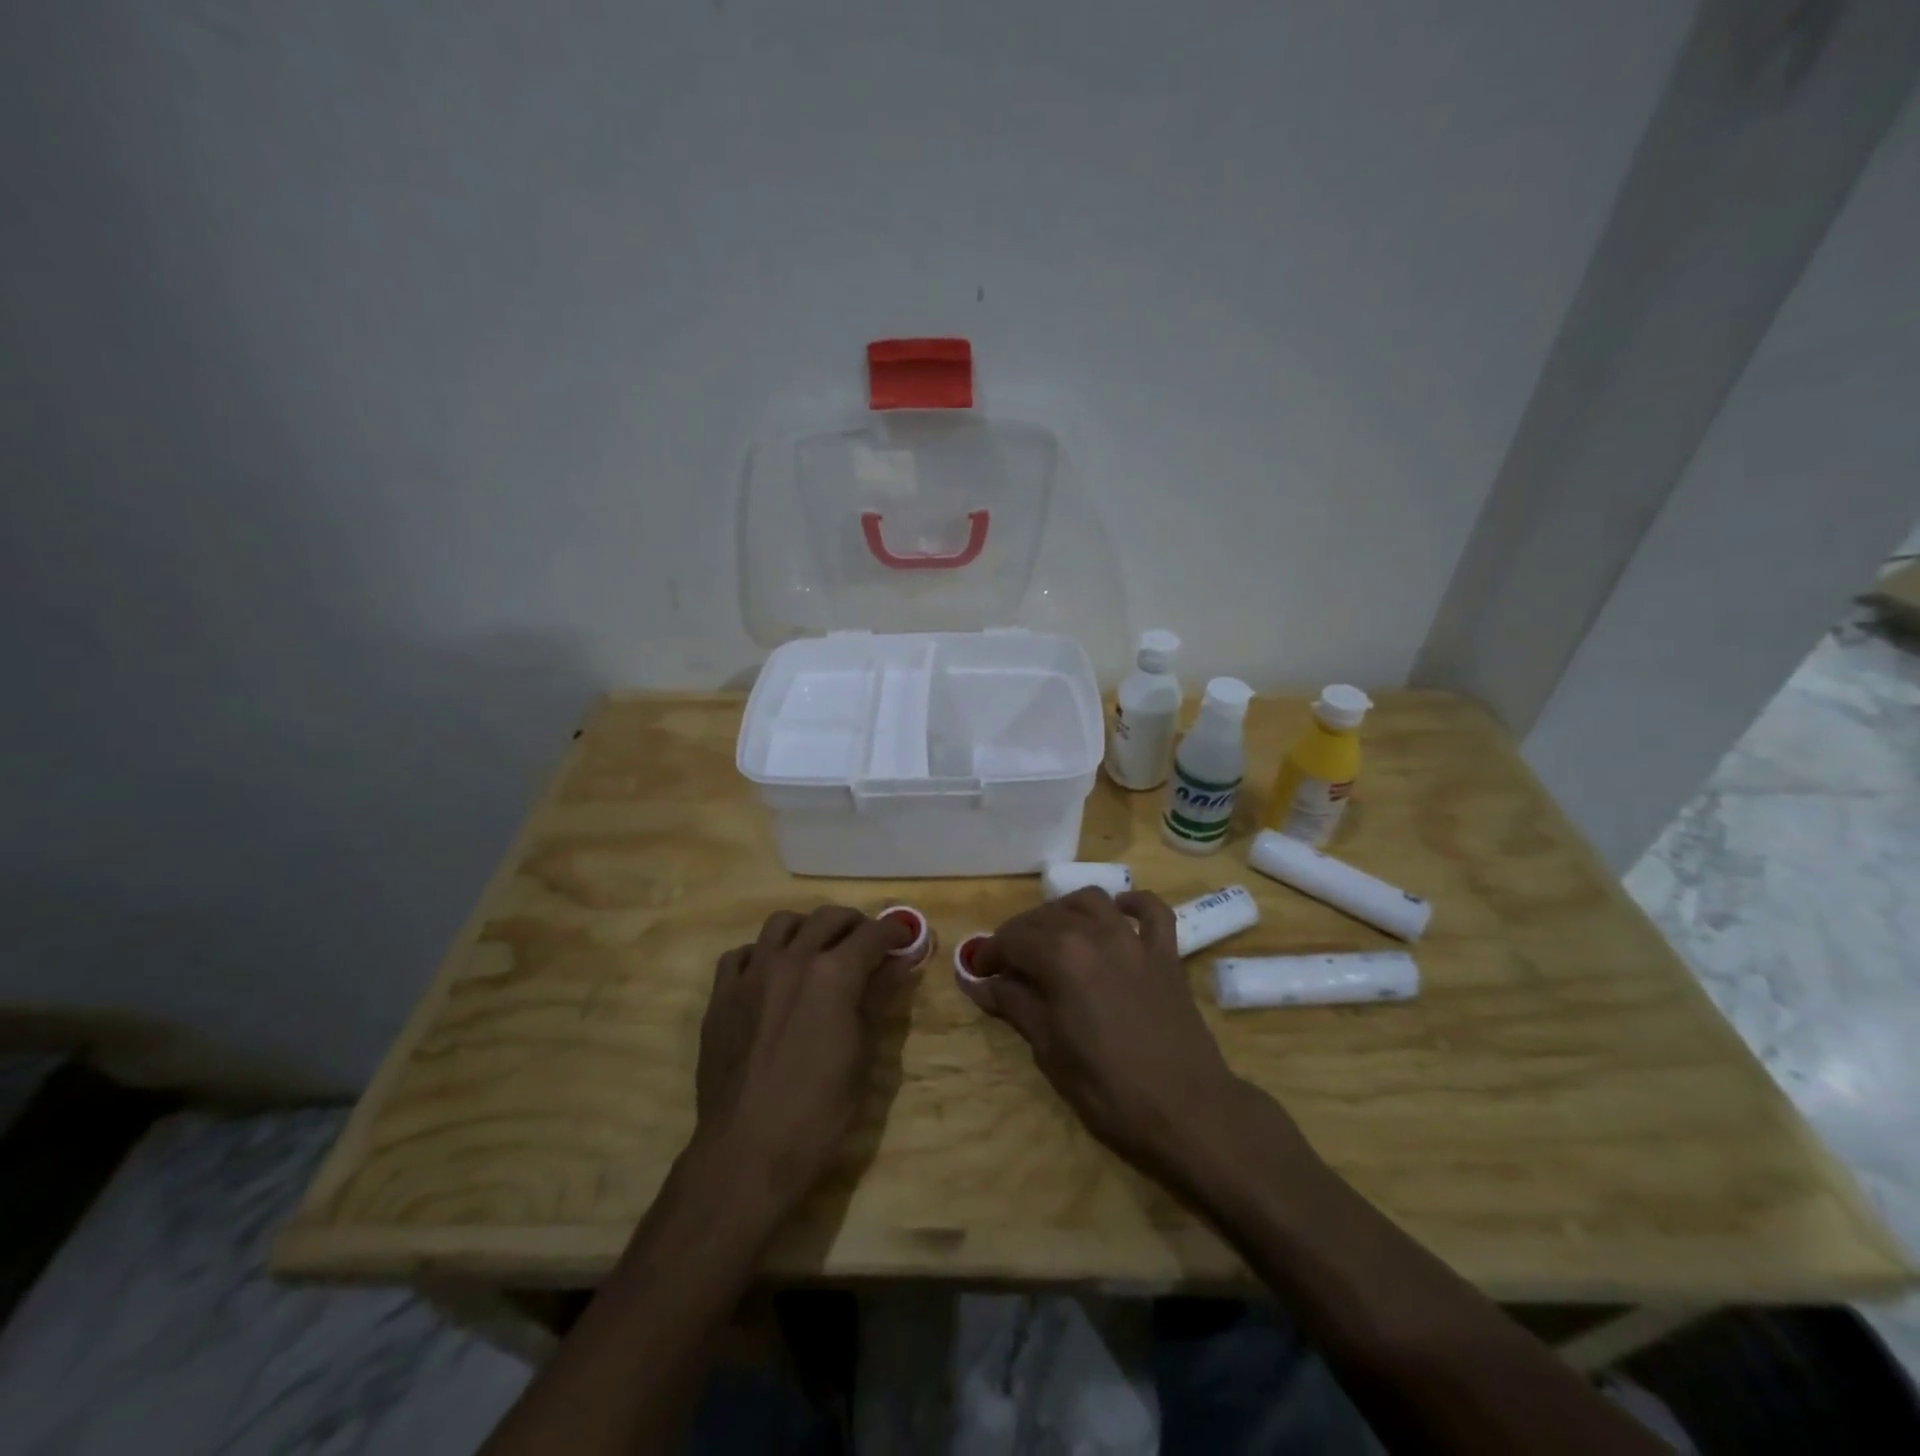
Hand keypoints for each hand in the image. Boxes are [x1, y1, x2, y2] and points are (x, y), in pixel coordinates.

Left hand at [693, 905, 915, 1214]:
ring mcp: (751, 973)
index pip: (873, 934)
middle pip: (828, 918)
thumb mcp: (862, 1055)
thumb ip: (878, 999)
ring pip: (782, 923)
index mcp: (833, 974)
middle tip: (867, 943)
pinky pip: (743, 953)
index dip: (894, 932)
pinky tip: (771, 975)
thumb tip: (900, 964)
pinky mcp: (721, 994)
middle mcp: (792, 959)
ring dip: (808, 928)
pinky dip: (763, 953)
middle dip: (854, 924)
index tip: (905, 937)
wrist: (747, 1150)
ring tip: (818, 949)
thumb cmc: (818, 1111)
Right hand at [959, 888, 1279, 1185]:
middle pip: (1047, 917)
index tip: (978, 973)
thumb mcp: (1050, 1051)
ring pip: (1092, 901)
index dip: (990, 954)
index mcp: (1062, 957)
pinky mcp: (1167, 953)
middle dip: (1020, 935)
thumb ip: (1015, 1005)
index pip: (1013, 940)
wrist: (1189, 1112)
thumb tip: (978, 982)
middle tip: (1008, 964)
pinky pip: (1152, 910)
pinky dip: (1132, 904)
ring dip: (1065, 912)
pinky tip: (1118, 914)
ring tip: (1053, 937)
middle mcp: (1097, 934)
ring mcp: (1136, 940)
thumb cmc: (1109, 1090)